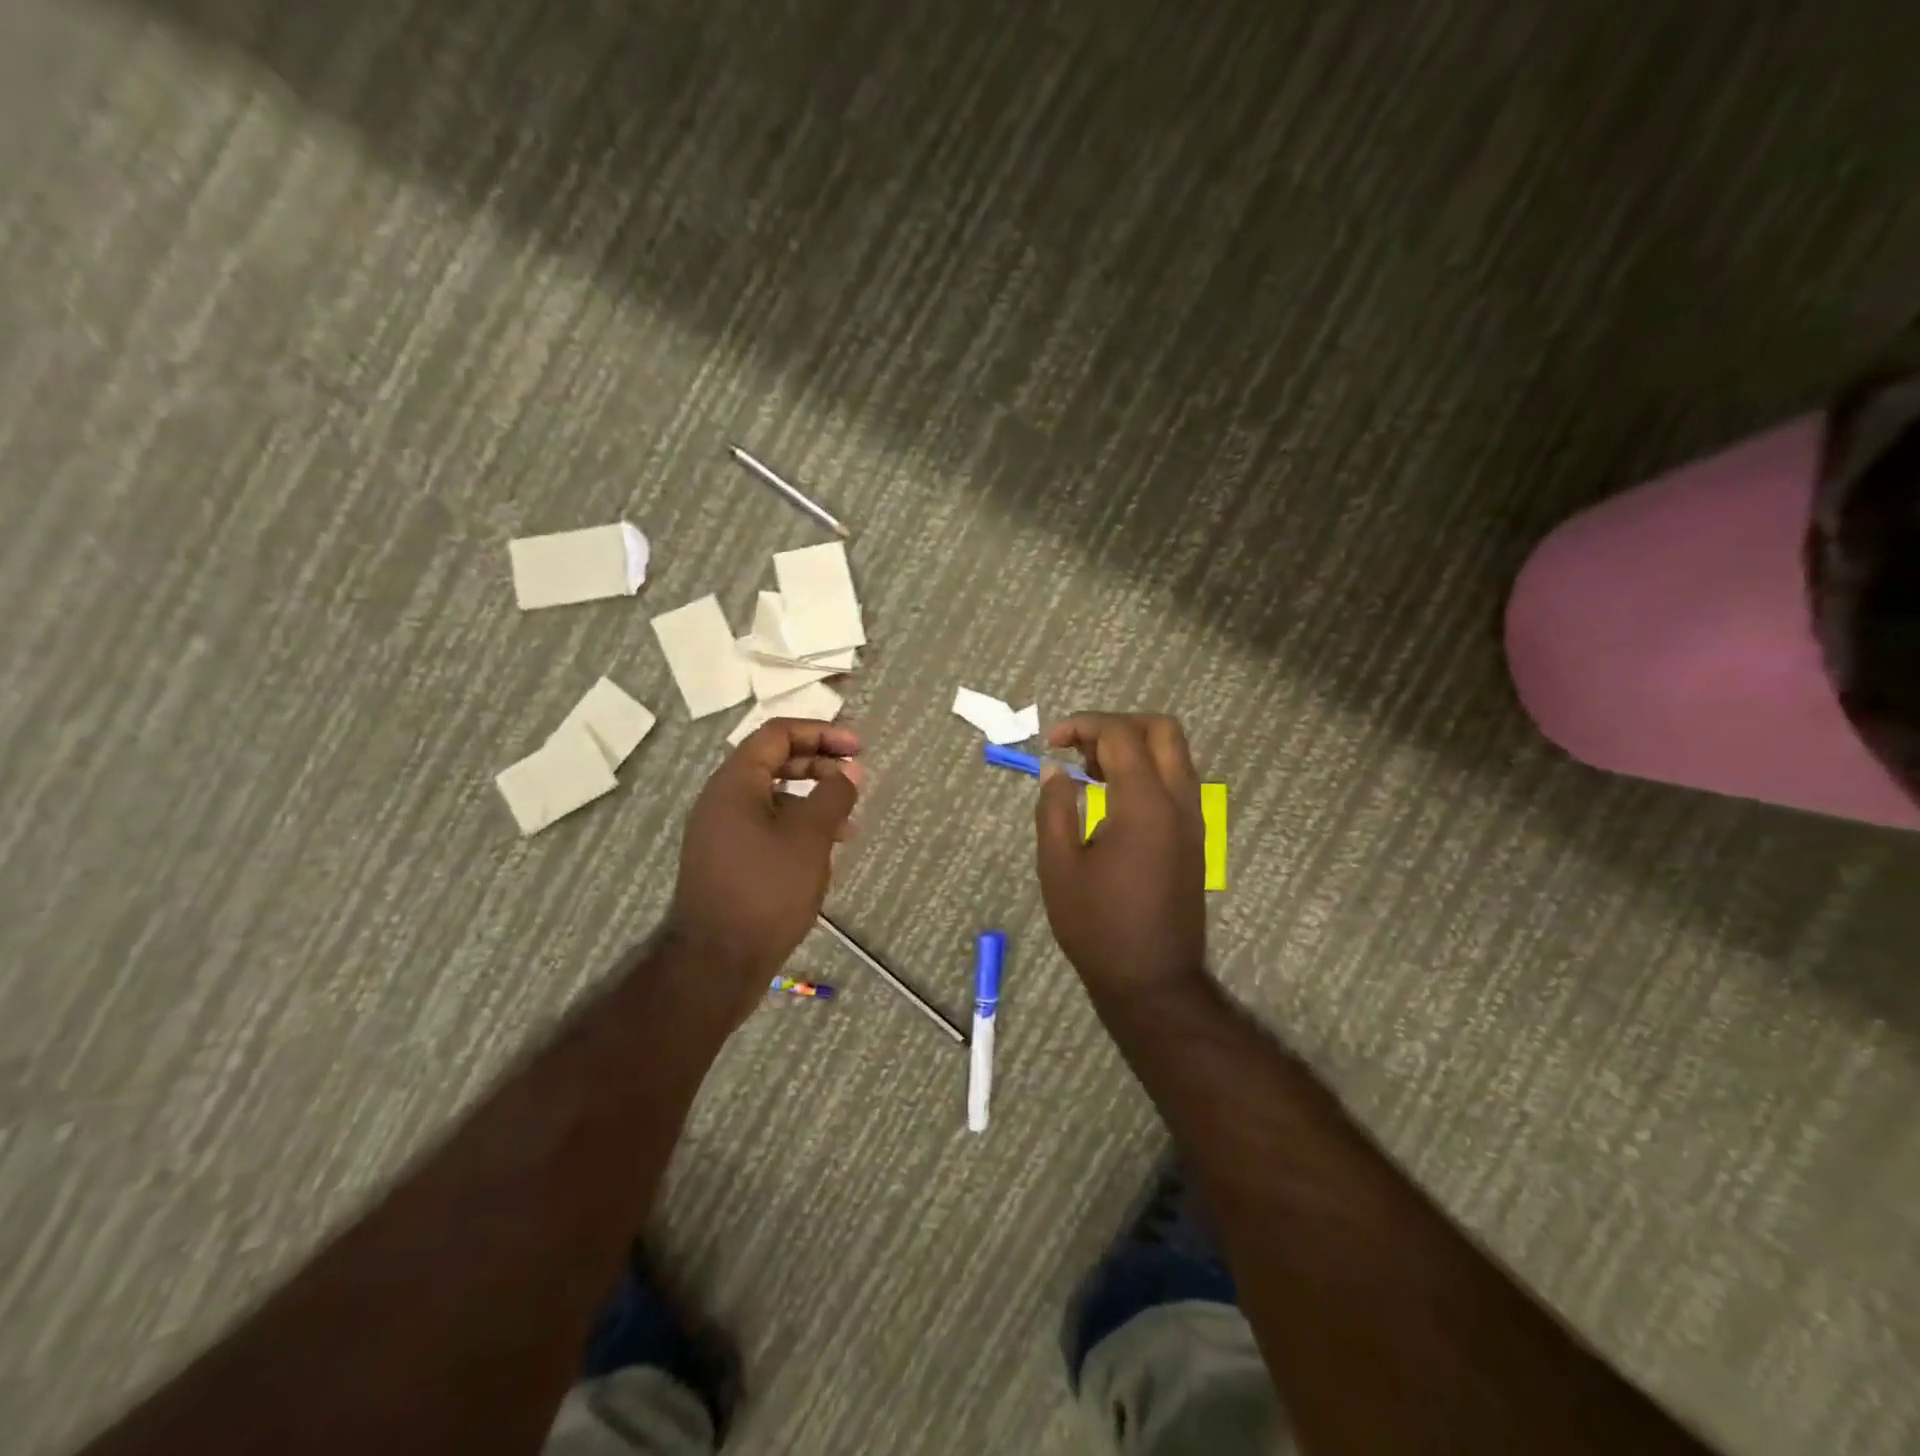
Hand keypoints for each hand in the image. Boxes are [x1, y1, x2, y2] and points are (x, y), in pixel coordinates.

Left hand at [665, 720, 864, 1014]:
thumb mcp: (809, 838)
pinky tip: (823, 852)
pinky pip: (765, 826)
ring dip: (812, 800)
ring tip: (849, 824)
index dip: (821, 733)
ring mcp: (721, 831)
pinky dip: (797, 827)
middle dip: (819, 764)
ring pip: (772, 797)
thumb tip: (849, 769)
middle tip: (855, 777)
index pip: (778, 734)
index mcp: (735, 783)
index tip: (858, 748)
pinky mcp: (727, 859)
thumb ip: (833, 796)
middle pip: (773, 761)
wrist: (715, 963)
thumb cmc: (766, 891)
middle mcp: (722, 799)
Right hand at [1034, 713, 1206, 997]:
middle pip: (1162, 729)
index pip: (1120, 735)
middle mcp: (1179, 802)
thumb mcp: (1059, 867)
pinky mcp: (1195, 837)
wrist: (1153, 980)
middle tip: (1080, 749)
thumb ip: (1055, 809)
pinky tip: (1112, 799)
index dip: (1083, 726)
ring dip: (1134, 747)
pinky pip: (1177, 781)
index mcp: (1145, 805)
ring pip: (1175, 753)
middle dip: (1117, 724)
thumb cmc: (1098, 927)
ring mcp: (1194, 819)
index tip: (1051, 743)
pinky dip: (1147, 770)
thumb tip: (1056, 771)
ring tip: (1091, 773)